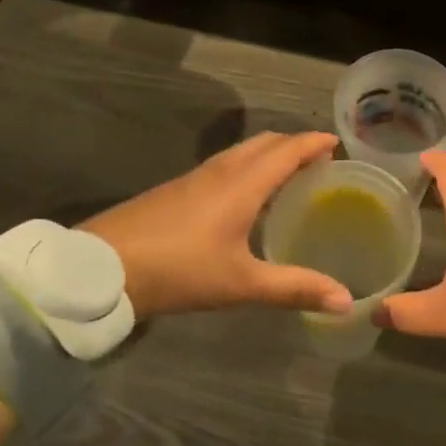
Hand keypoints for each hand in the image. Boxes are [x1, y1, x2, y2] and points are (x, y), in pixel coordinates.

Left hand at [78, 132, 353, 319]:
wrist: (99, 269)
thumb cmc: (178, 270)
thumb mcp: (240, 284)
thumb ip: (294, 288)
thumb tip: (345, 301)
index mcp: (242, 184)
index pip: (286, 150)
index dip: (313, 144)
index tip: (337, 143)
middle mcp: (219, 172)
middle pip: (263, 143)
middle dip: (293, 145)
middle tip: (318, 162)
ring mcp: (192, 179)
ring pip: (239, 153)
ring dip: (267, 155)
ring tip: (287, 176)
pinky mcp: (173, 191)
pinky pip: (221, 167)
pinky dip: (245, 169)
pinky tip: (244, 198)